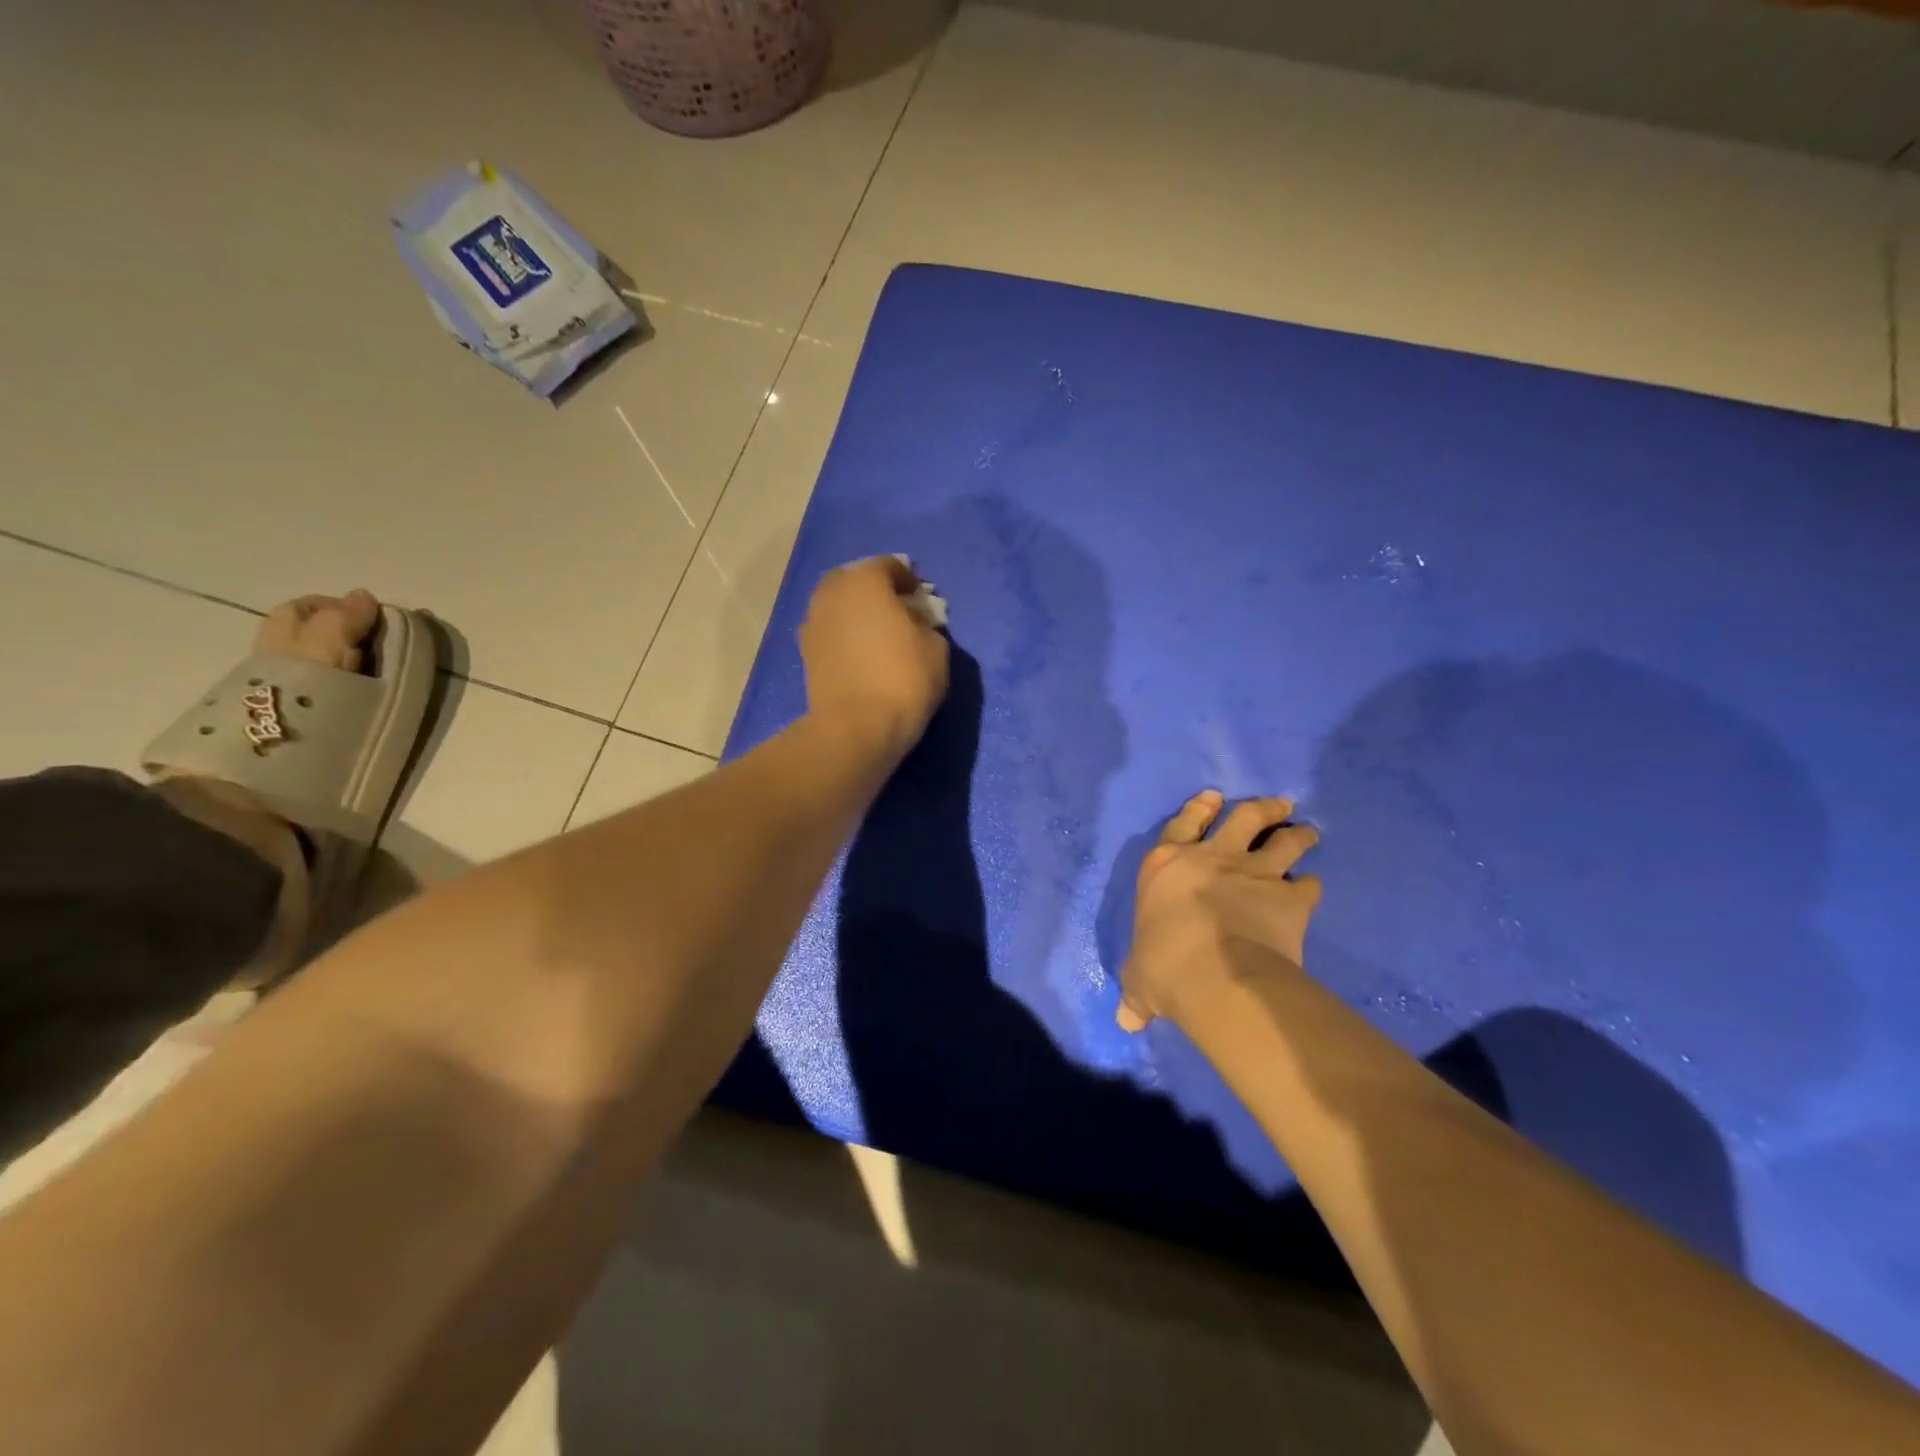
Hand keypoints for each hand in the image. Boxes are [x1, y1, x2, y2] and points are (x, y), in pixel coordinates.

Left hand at [800, 556, 950, 759]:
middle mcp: (832, 593)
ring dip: (857, 612)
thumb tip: (913, 622)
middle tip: (897, 611)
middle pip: (856, 580)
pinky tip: (861, 653)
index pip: (890, 566)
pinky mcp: (805, 652)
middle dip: (876, 591)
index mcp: (865, 581)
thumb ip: (925, 624)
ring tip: (878, 634)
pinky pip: (830, 630)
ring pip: (838, 605)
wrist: (856, 728)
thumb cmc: (903, 680)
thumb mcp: (936, 648)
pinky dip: (844, 634)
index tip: (922, 598)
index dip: (909, 580)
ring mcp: (813, 622)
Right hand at [1117, 791, 1321, 1031]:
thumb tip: (1127, 1020)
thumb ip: (1138, 992)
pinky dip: (1311, 886)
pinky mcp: (1288, 898)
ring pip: (1282, 841)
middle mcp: (1211, 859)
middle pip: (1243, 818)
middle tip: (1278, 806)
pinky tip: (1313, 888)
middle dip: (1261, 809)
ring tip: (1308, 832)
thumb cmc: (1165, 966)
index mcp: (1167, 865)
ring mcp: (1253, 873)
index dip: (1198, 808)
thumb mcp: (1141, 979)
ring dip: (1296, 835)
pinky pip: (1307, 886)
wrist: (1217, 975)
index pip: (1182, 824)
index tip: (1214, 797)